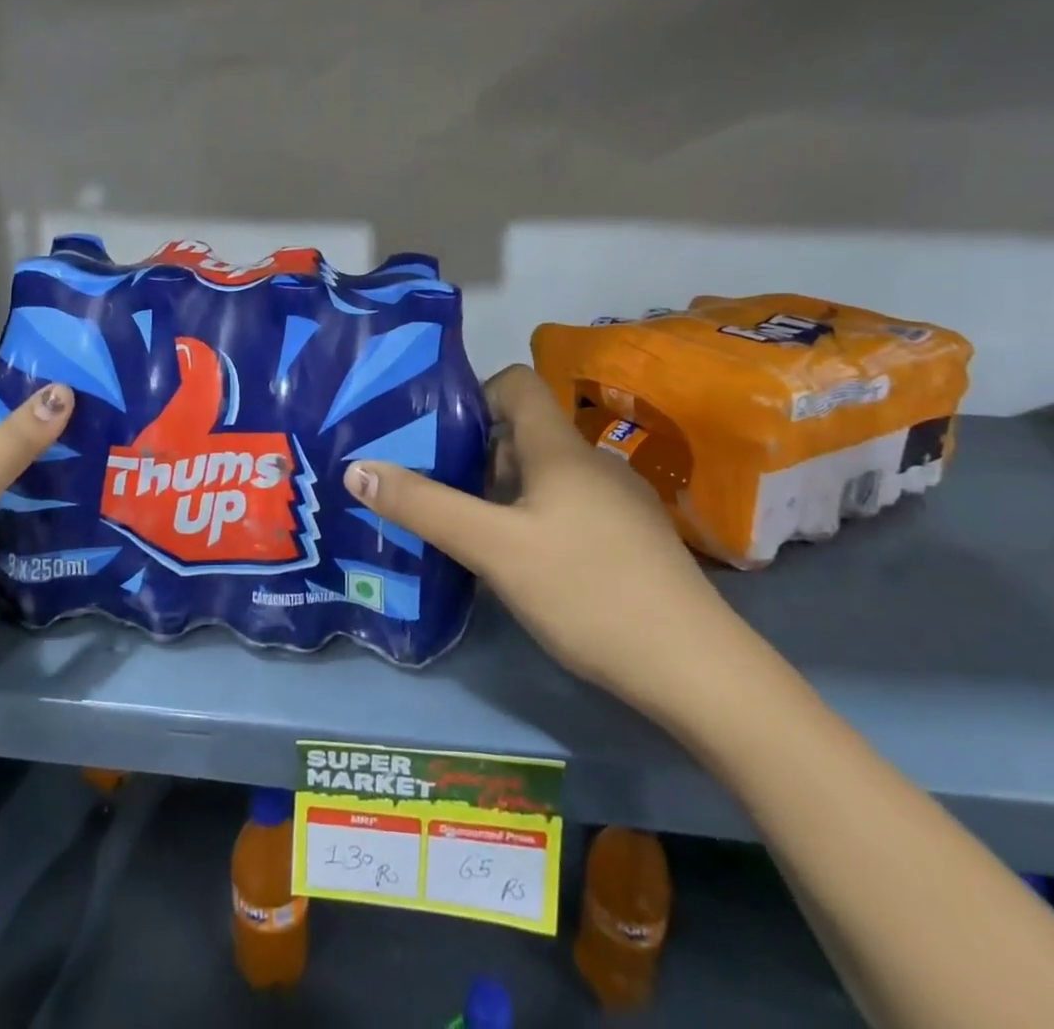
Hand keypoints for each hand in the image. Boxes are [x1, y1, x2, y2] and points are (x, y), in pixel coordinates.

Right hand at [343, 365, 749, 722]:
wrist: (697, 670)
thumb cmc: (587, 591)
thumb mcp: (492, 548)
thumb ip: (424, 506)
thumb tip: (357, 467)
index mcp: (561, 449)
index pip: (516, 383)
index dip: (474, 395)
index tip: (437, 433)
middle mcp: (592, 463)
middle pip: (525, 434)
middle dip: (475, 454)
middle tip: (434, 489)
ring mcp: (619, 503)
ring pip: (546, 476)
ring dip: (503, 492)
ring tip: (466, 530)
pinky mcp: (632, 541)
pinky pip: (569, 508)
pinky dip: (535, 519)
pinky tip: (521, 565)